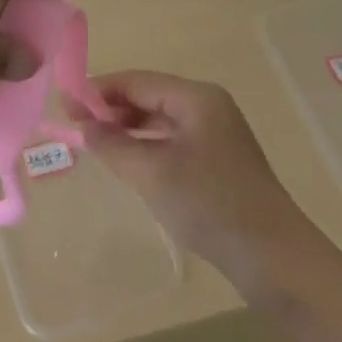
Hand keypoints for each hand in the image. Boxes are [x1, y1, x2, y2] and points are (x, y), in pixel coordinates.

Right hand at [76, 70, 341, 313]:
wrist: (277, 260)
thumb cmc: (210, 205)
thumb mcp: (152, 173)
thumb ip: (113, 145)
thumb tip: (85, 126)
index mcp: (196, 97)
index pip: (137, 81)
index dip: (98, 90)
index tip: (64, 102)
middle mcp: (207, 107)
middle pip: (148, 97)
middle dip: (110, 109)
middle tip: (73, 124)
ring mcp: (216, 136)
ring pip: (159, 121)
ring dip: (127, 129)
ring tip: (93, 143)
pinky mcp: (218, 163)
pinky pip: (172, 142)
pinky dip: (146, 147)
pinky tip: (127, 162)